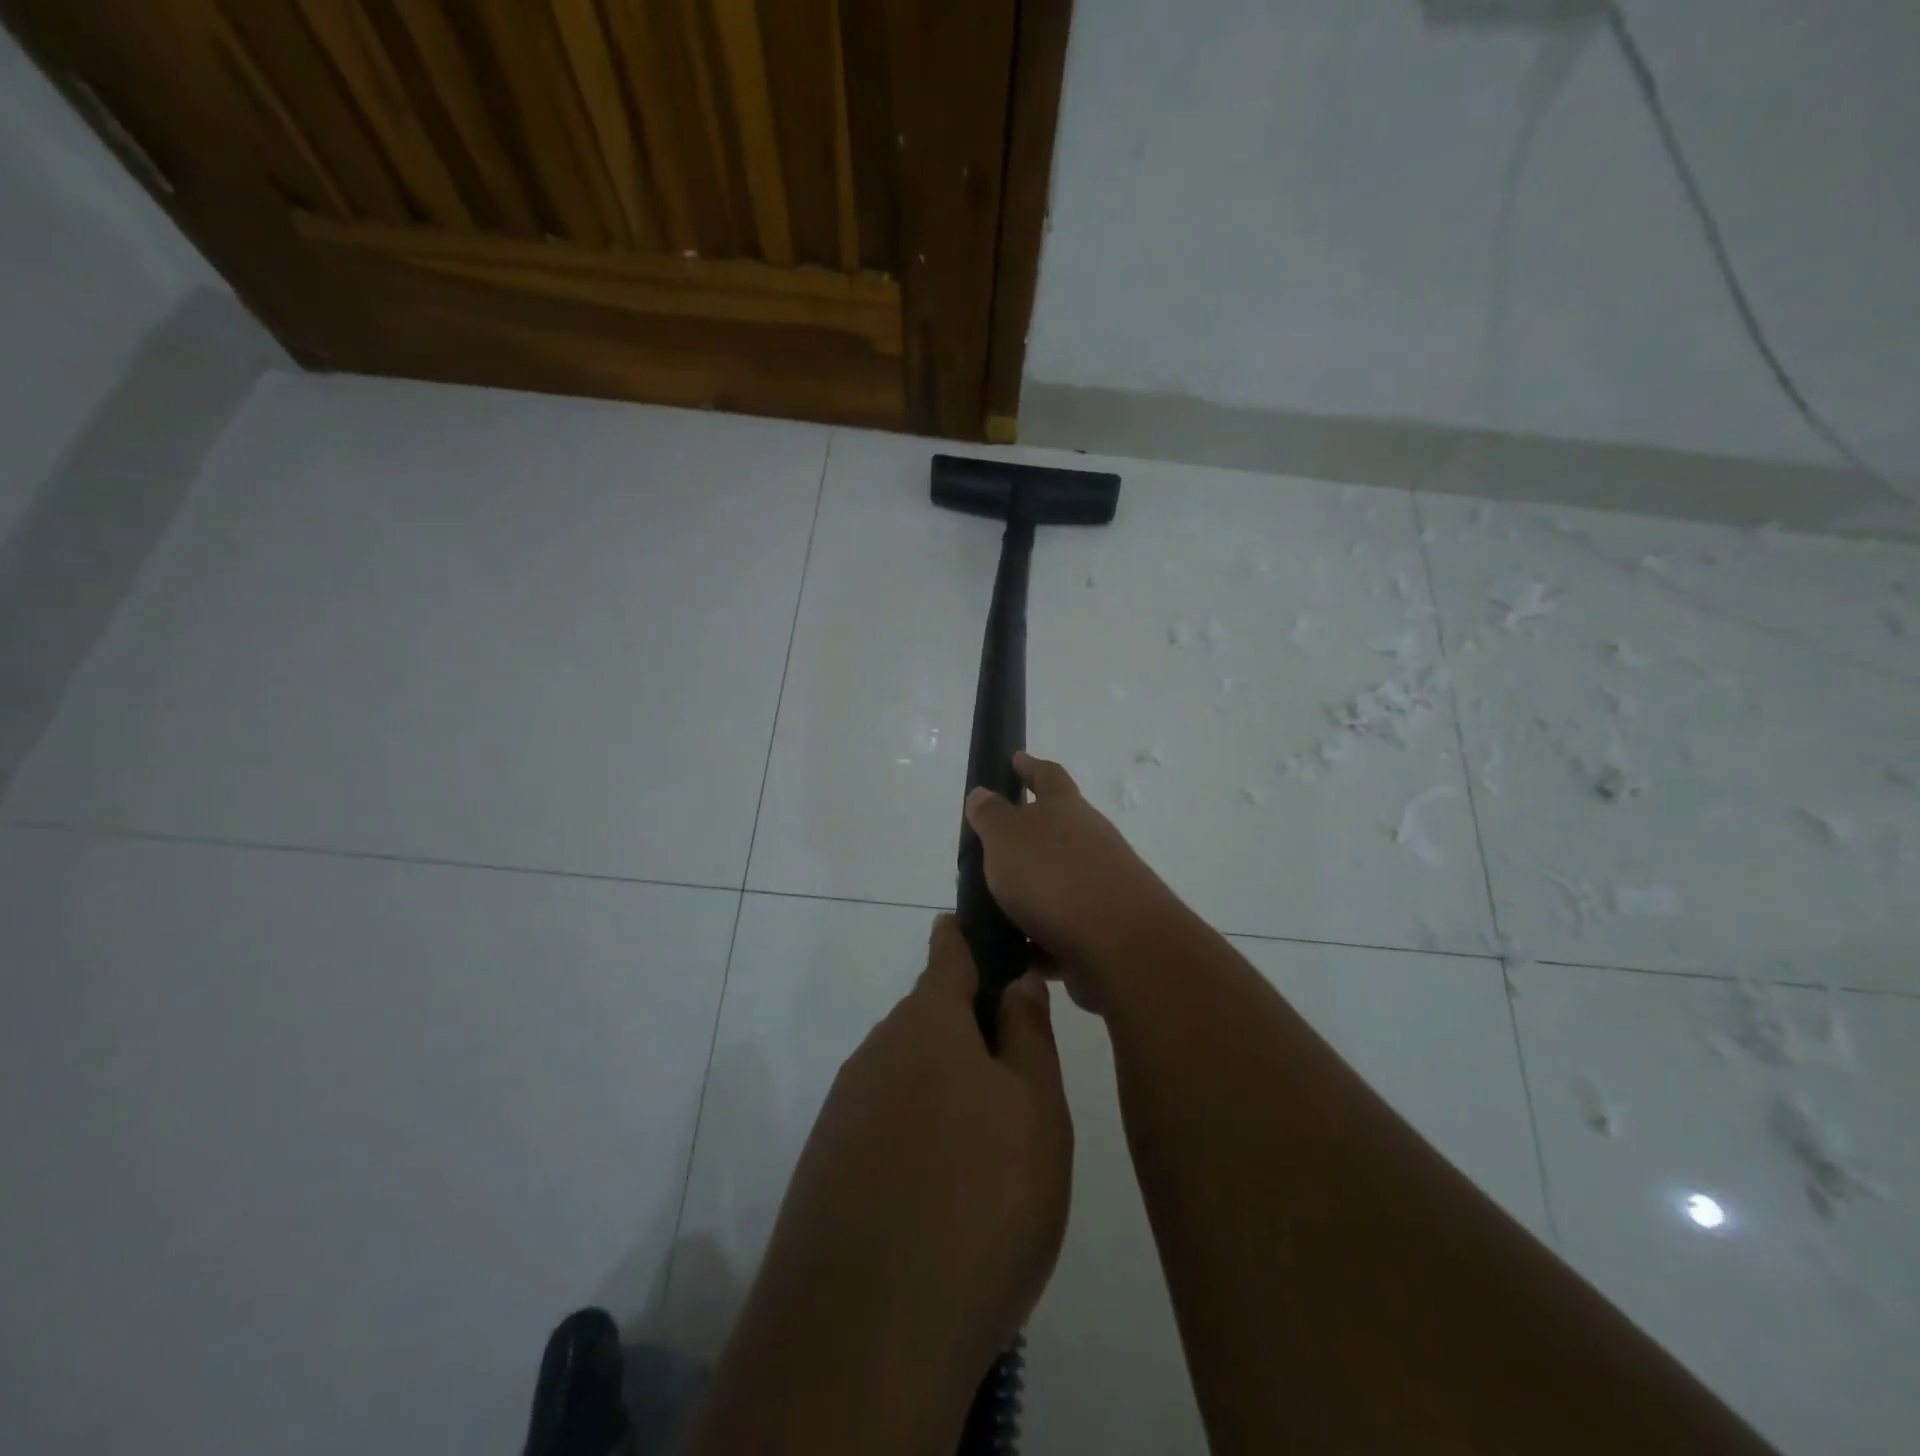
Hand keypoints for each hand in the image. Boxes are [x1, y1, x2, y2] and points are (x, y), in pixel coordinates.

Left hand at [733, 916, 1071, 1443]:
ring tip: (989, 1155)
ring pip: (909, 1076)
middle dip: (972, 1034)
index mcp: (927, 1022)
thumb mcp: (1035, 1111)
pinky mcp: (827, 1165)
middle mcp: (877, 1051)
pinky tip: (942, 1197)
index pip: (948, 951)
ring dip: (947, 1092)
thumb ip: (1026, 1035)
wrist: (865, 1337)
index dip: (971, 937)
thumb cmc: (977, 1201)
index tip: (993, 935)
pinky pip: (885, 1126)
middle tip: (1020, 1085)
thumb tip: (1014, 980)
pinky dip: (917, 1140)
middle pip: (931, 1020)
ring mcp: (845, 1109)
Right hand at [965, 751, 1178, 981]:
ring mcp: (1102, 883)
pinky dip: (1041, 937)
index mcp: (1066, 809)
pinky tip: (1018, 953)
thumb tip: (983, 793)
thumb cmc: (1054, 876)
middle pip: (1057, 829)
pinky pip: (1063, 928)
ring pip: (1059, 881)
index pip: (1048, 775)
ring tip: (995, 908)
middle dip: (1027, 837)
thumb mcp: (1007, 838)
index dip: (1030, 766)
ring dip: (1032, 892)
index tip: (1015, 758)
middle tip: (992, 848)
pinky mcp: (1105, 927)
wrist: (1120, 944)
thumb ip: (991, 816)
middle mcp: (1090, 839)